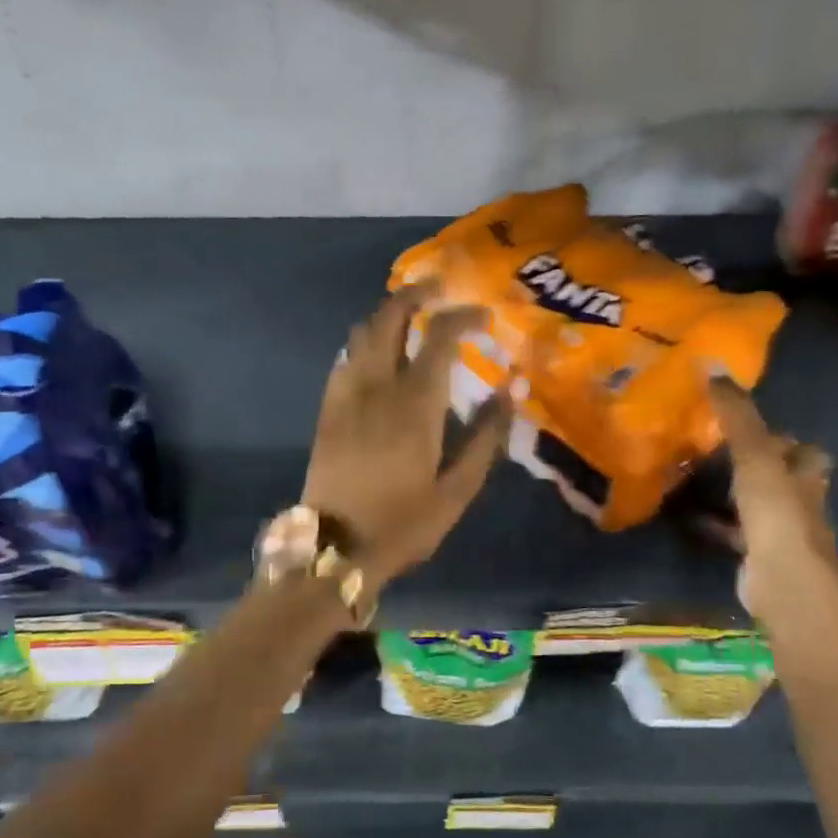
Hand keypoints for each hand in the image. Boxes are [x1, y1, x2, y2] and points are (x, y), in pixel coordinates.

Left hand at [303, 282, 511, 587]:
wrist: (335, 549)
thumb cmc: (402, 524)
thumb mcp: (457, 491)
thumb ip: (485, 438)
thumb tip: (510, 392)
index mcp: (415, 404)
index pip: (440, 337)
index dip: (463, 316)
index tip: (484, 316)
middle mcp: (377, 387)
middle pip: (390, 317)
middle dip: (415, 293)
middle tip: (439, 288)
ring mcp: (345, 395)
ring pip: (362, 332)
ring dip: (387, 314)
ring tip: (411, 316)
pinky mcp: (327, 409)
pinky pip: (345, 358)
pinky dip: (365, 342)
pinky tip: (379, 355)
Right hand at [707, 377, 835, 573]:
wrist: (785, 582)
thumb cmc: (777, 512)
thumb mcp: (754, 455)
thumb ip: (736, 415)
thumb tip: (714, 366)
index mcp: (805, 473)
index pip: (803, 450)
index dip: (782, 438)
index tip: (747, 427)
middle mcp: (799, 500)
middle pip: (779, 476)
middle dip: (751, 464)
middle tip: (710, 449)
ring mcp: (780, 531)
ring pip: (755, 504)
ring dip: (731, 493)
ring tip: (693, 477)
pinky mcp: (758, 555)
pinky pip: (733, 532)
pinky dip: (713, 523)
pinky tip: (687, 516)